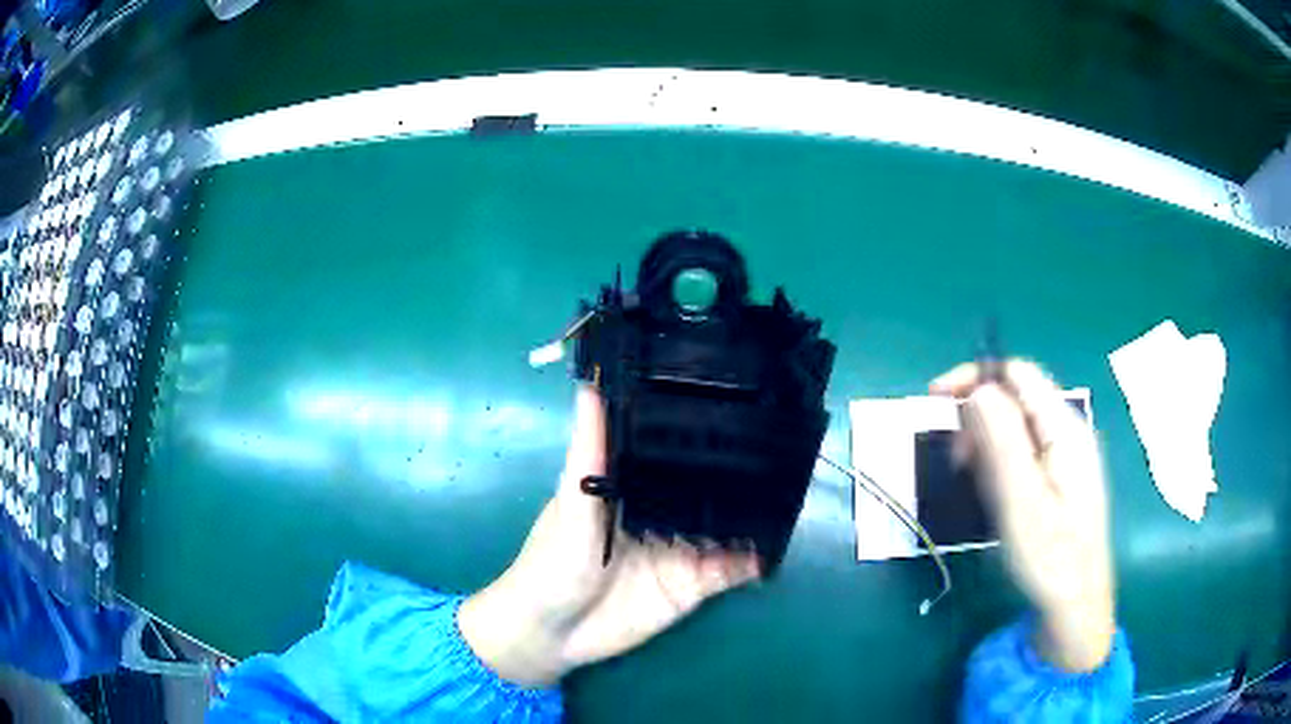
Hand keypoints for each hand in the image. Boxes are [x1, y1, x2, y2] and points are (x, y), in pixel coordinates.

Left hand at [459, 385, 761, 686]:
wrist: (555, 633)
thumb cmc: (552, 562)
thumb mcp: (571, 502)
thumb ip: (588, 450)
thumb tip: (590, 382)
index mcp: (634, 485)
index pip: (672, 448)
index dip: (698, 426)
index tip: (736, 393)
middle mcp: (664, 513)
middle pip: (708, 486)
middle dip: (740, 469)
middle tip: (783, 440)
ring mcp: (683, 549)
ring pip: (727, 524)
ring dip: (753, 511)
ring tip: (792, 485)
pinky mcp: (694, 584)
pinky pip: (733, 568)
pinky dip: (756, 557)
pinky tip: (778, 541)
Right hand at [931, 360, 1115, 671]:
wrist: (1076, 605)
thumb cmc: (1050, 558)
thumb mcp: (1021, 502)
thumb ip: (1003, 440)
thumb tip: (978, 389)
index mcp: (1064, 428)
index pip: (1018, 373)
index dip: (976, 376)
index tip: (936, 400)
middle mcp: (1068, 430)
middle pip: (1016, 396)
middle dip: (979, 417)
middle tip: (956, 462)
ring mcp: (1067, 452)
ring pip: (1017, 424)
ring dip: (987, 443)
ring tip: (974, 484)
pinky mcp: (1061, 474)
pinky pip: (1024, 450)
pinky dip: (1000, 462)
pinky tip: (995, 493)